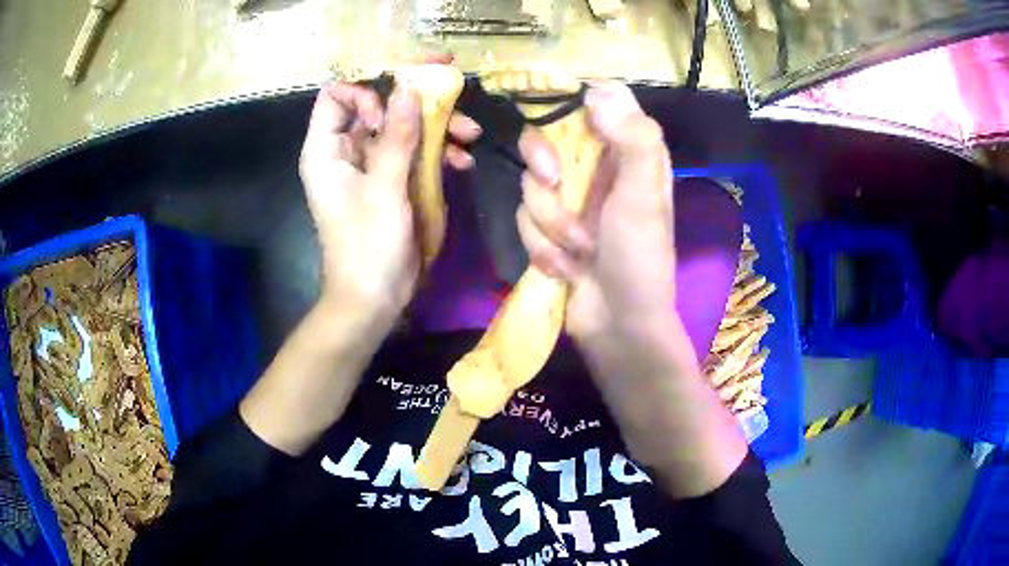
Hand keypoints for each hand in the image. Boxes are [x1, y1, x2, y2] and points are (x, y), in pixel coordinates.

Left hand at [299, 80, 479, 323]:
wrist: (375, 298)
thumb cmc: (368, 245)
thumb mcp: (384, 188)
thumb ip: (397, 136)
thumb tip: (409, 88)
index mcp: (327, 149)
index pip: (336, 97)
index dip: (366, 92)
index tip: (397, 105)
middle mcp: (346, 151)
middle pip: (377, 107)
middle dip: (415, 102)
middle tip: (454, 93)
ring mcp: (371, 166)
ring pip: (401, 128)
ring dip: (435, 127)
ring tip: (470, 133)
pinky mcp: (392, 182)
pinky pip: (413, 154)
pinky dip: (437, 153)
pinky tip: (463, 161)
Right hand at [516, 82, 687, 370]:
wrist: (618, 327)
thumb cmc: (639, 259)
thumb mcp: (644, 195)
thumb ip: (633, 138)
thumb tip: (599, 88)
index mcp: (628, 154)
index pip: (595, 103)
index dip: (569, 100)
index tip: (548, 110)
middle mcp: (596, 171)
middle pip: (545, 139)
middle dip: (543, 166)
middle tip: (554, 181)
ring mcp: (570, 202)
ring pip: (529, 186)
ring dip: (550, 224)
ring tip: (579, 252)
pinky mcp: (549, 232)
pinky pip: (524, 221)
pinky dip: (543, 249)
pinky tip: (567, 270)